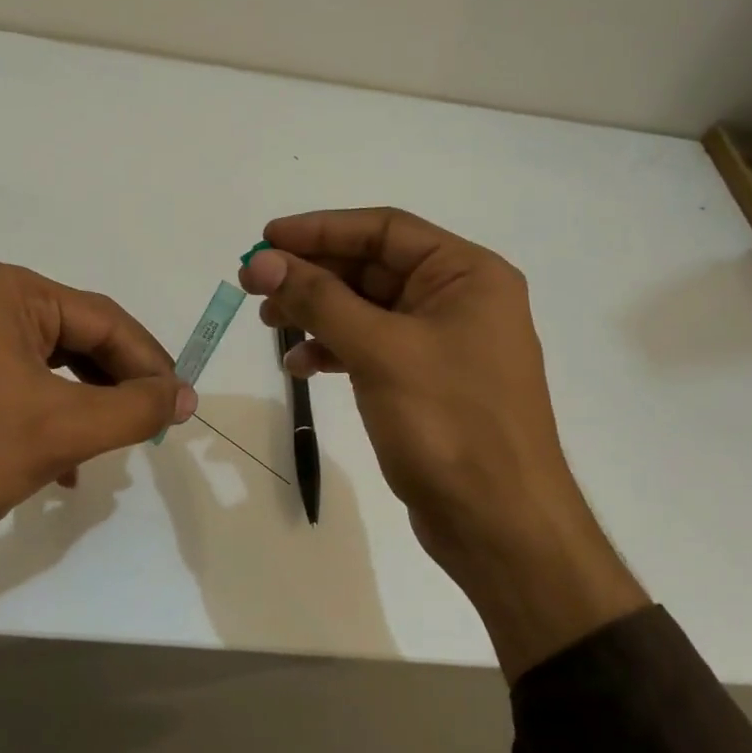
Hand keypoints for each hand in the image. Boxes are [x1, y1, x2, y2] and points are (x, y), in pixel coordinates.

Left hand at [0, 260, 196, 617]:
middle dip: (117, 387)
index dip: (150, 364)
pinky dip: (50, 421)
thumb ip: (134, 408)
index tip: (181, 409)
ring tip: (111, 449)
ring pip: (51, 369)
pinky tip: (62, 467)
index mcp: (9, 291)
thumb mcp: (59, 430)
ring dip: (87, 409)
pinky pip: (20, 388)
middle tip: (150, 427)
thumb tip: (187, 395)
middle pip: (79, 340)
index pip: (105, 320)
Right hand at [239, 209, 644, 677]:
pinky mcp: (425, 383)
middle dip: (313, 273)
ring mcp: (442, 344)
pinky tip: (299, 365)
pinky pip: (371, 349)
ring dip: (317, 311)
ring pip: (367, 310)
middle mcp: (458, 299)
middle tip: (253, 283)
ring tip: (267, 321)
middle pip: (372, 268)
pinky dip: (334, 351)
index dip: (321, 230)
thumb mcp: (380, 351)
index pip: (385, 230)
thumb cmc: (449, 423)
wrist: (498, 523)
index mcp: (467, 274)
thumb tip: (264, 263)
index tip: (266, 240)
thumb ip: (319, 300)